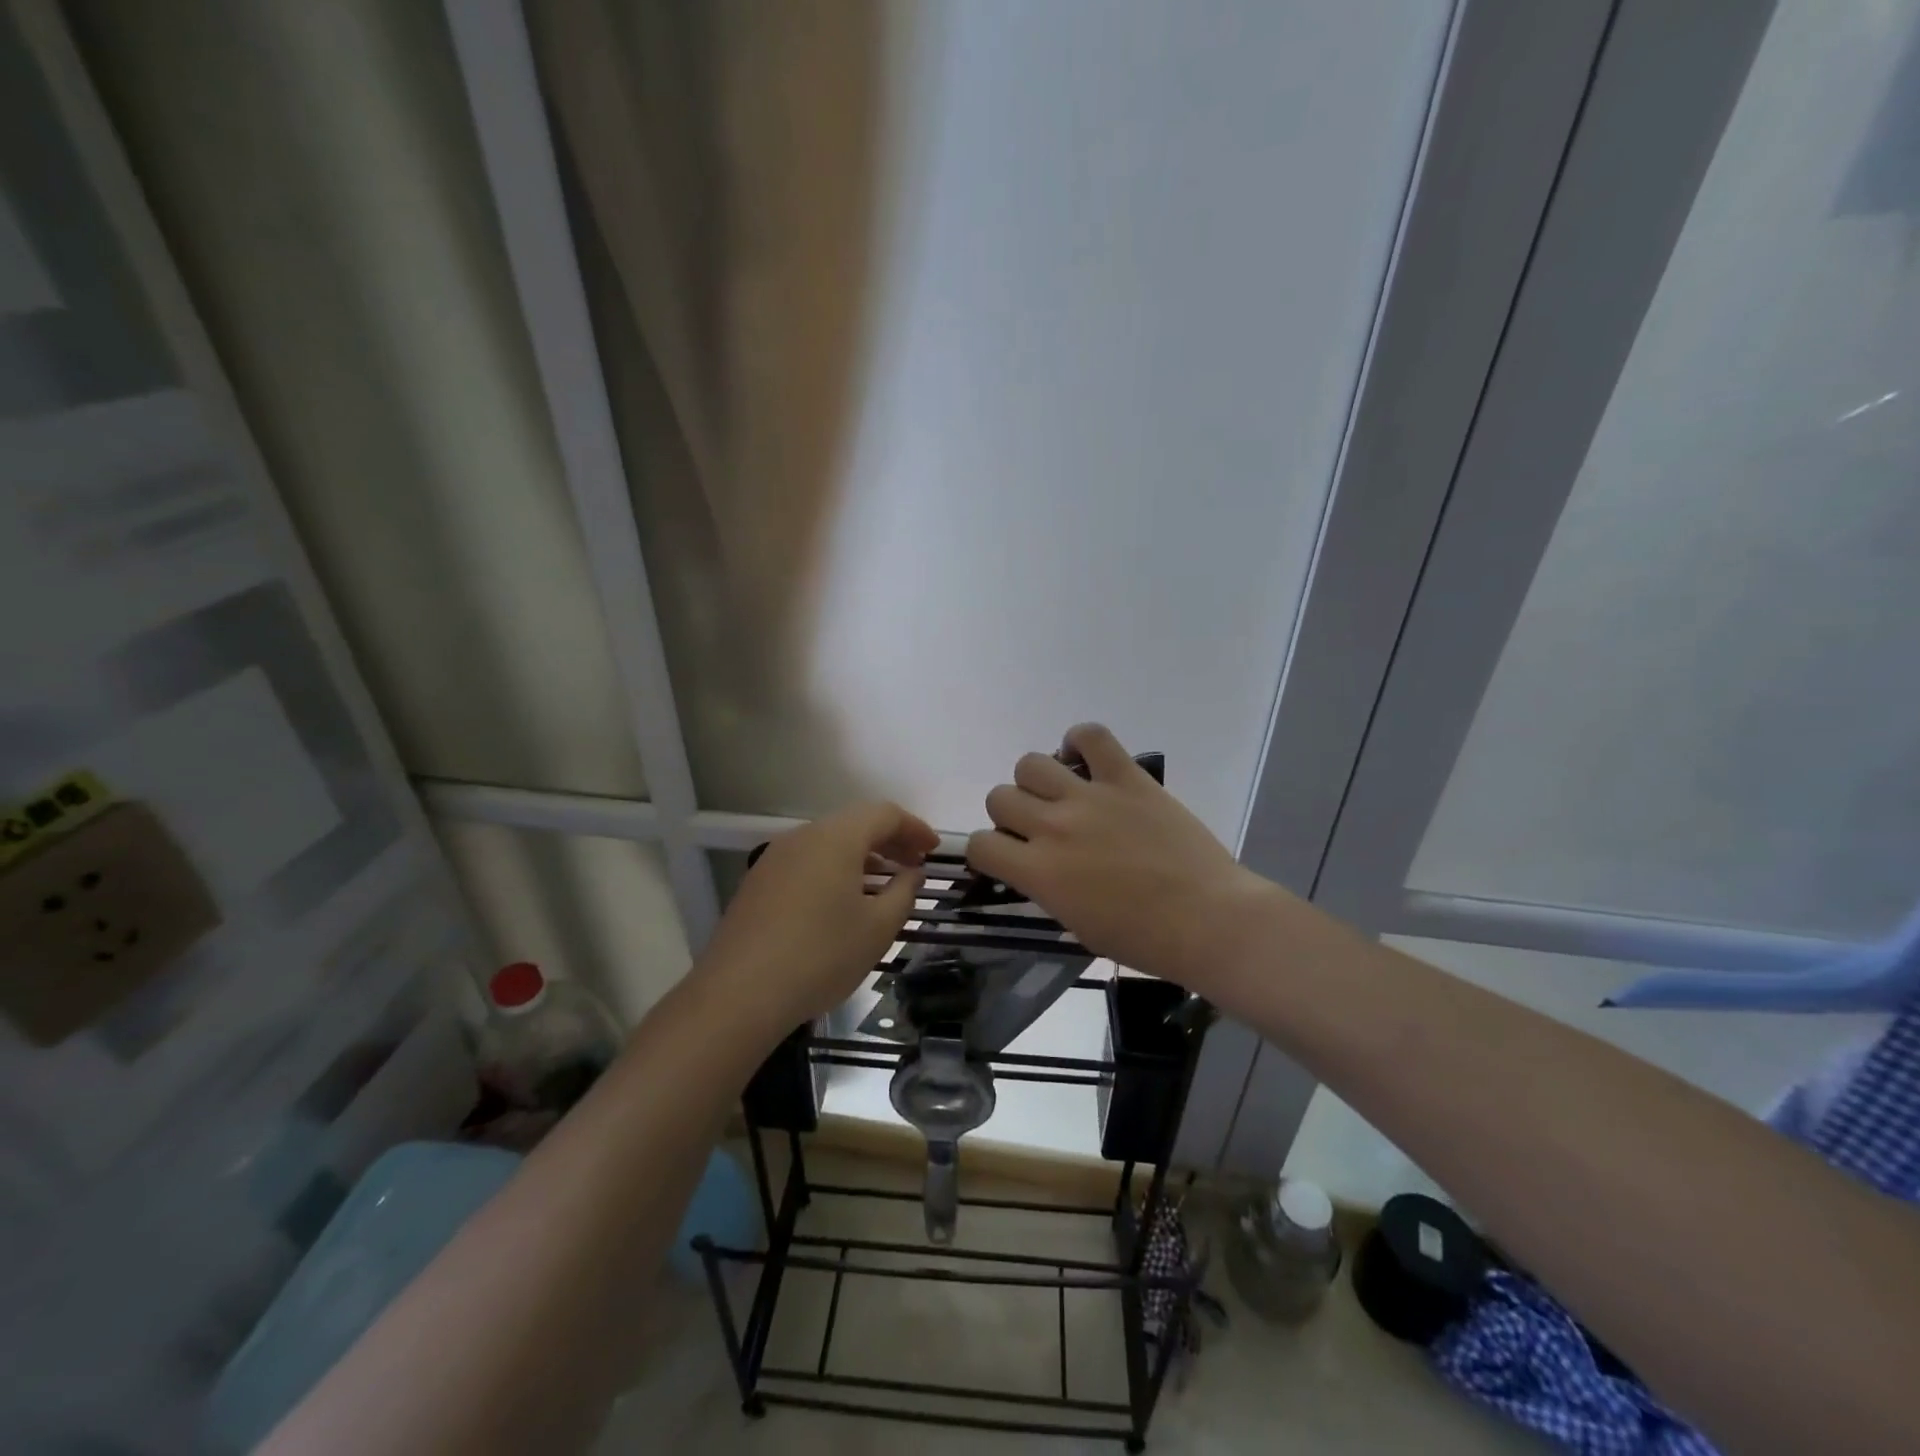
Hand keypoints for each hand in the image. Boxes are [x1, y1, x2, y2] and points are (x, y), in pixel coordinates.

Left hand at [697, 801, 937, 1037]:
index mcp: (836, 838)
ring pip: (828, 844)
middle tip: (914, 865)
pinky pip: (806, 863)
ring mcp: (775, 858)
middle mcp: (803, 836)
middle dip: (889, 841)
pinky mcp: (758, 883)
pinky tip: (842, 902)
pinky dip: (834, 871)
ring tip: (883, 884)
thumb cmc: (821, 955)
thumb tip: (911, 873)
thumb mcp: (877, 928)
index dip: (915, 828)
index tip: (934, 850)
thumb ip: (903, 893)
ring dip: (861, 857)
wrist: (739, 994)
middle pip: (854, 824)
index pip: (884, 814)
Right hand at [967, 724, 1270, 990]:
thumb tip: (1038, 867)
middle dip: (1010, 815)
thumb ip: (1047, 889)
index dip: (987, 851)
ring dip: (1036, 781)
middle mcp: (1053, 827)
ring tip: (1060, 795)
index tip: (1007, 857)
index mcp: (1039, 872)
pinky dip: (1080, 741)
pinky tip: (1085, 760)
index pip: (980, 845)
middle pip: (999, 797)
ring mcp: (1090, 797)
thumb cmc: (1144, 939)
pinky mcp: (1127, 778)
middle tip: (1038, 828)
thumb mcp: (1077, 925)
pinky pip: (1092, 736)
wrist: (1208, 920)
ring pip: (1030, 763)